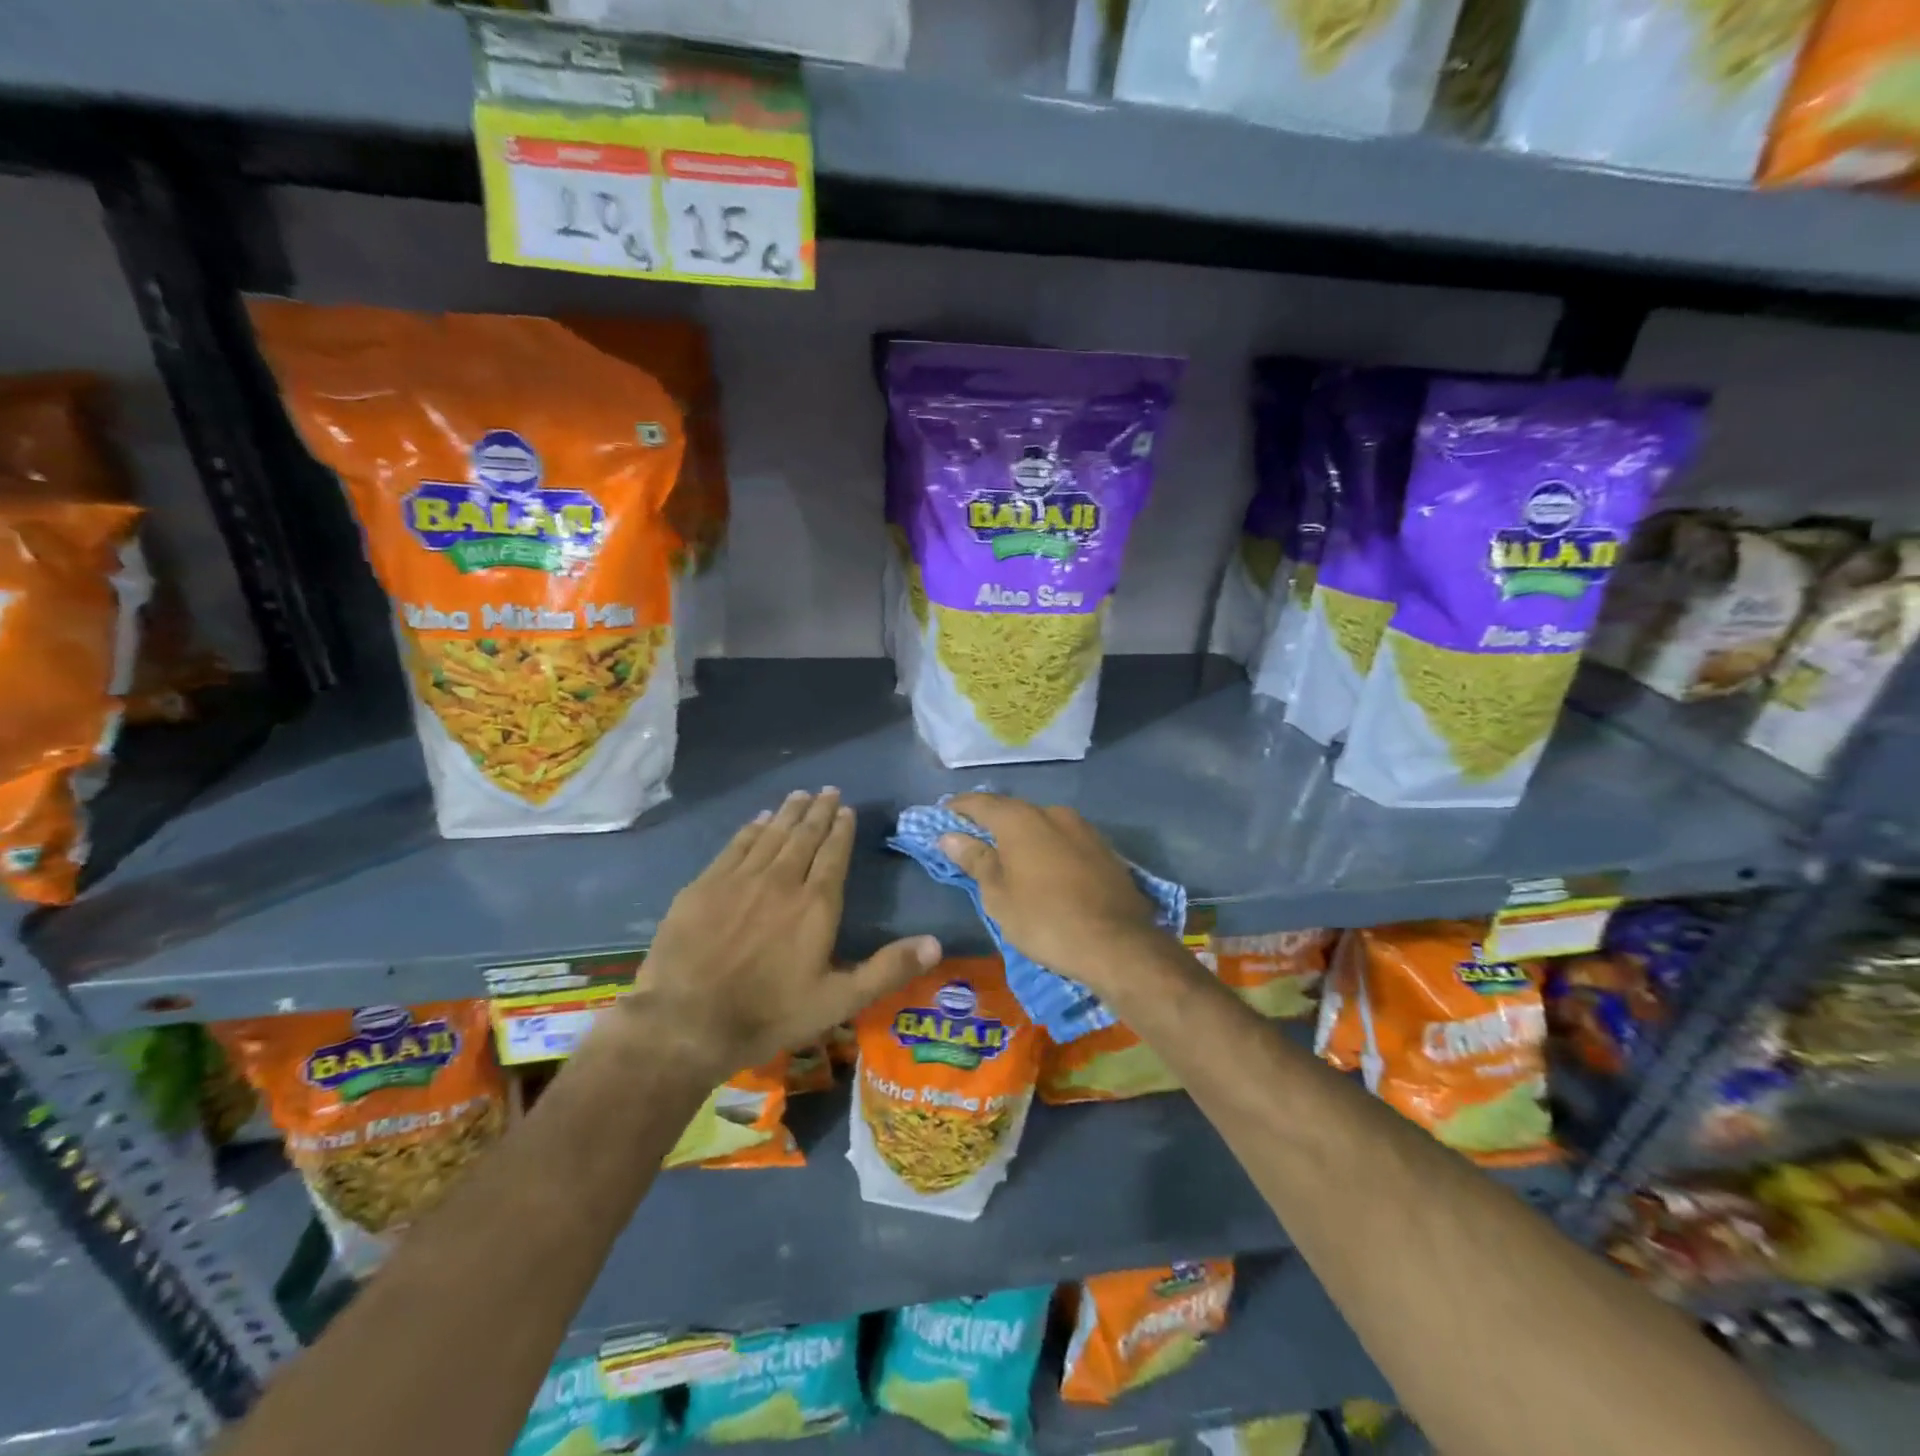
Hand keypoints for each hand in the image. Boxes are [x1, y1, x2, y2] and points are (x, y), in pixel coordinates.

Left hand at [605, 789, 940, 1080]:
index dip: (841, 831)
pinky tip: (758, 819)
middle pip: (804, 837)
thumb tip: (936, 943)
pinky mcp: (705, 885)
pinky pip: (736, 846)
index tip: (847, 811)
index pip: (833, 855)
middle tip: (828, 791)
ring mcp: (740, 879)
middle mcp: (781, 881)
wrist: (686, 1022)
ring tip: (800, 795)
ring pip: (771, 835)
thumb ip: (887, 970)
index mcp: (816, 905)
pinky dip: (751, 829)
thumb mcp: (838, 1001)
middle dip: (819, 812)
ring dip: (788, 813)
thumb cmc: (769, 1014)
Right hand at [940, 793, 1167, 997]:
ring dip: (1023, 836)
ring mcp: (1084, 829)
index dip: (959, 807)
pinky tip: (1045, 869)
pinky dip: (1048, 848)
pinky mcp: (1105, 849)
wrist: (1118, 944)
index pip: (981, 803)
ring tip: (1009, 858)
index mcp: (1021, 820)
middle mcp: (1053, 813)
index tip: (943, 815)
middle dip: (991, 823)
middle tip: (973, 840)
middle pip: (1013, 811)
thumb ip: (975, 860)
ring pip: (1042, 825)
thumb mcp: (999, 896)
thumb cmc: (1045, 920)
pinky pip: (1065, 840)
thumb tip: (950, 836)